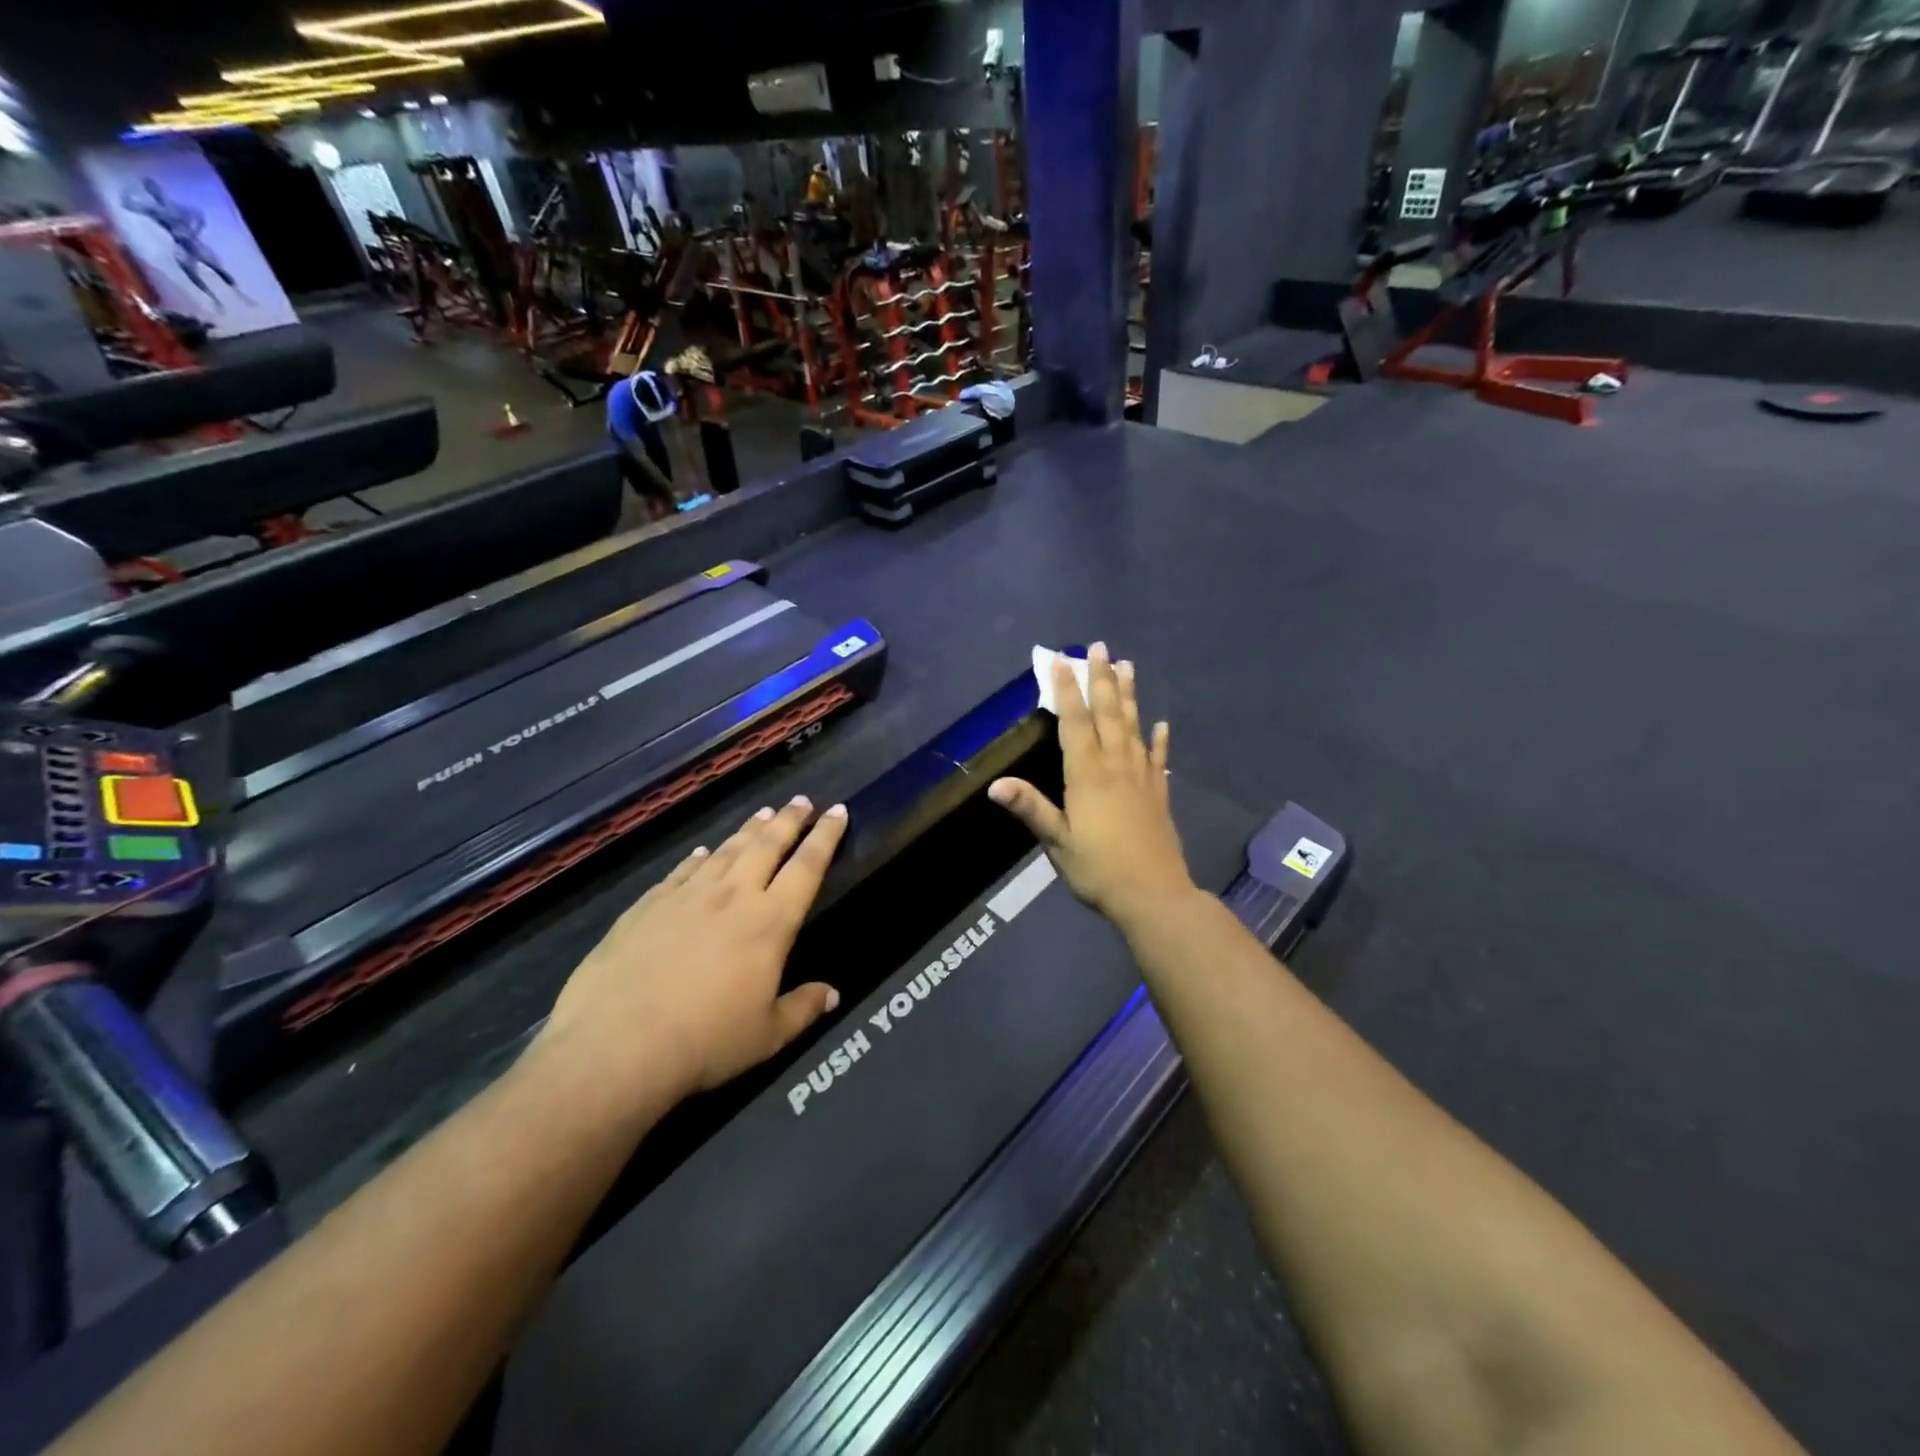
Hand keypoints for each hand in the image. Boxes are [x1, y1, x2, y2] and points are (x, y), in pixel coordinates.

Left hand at [541, 797, 845, 1104]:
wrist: (616, 1045)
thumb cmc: (705, 1043)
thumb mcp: (767, 1036)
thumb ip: (802, 1009)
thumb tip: (833, 994)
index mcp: (770, 922)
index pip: (807, 867)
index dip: (825, 837)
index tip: (837, 811)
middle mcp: (733, 896)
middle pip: (767, 845)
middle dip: (789, 820)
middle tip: (802, 800)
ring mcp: (687, 895)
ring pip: (726, 850)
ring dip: (748, 830)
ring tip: (763, 813)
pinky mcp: (648, 905)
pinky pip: (682, 870)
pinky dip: (698, 857)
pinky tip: (702, 852)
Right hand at [989, 644, 1197, 929]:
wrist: (1153, 895)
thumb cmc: (1098, 869)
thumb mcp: (1057, 842)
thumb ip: (1031, 809)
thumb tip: (995, 785)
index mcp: (1087, 775)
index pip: (1074, 723)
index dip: (1066, 690)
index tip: (1061, 660)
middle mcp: (1116, 767)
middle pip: (1108, 715)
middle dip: (1102, 679)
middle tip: (1100, 647)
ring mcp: (1141, 779)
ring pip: (1134, 728)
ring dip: (1130, 696)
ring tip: (1128, 666)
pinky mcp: (1158, 795)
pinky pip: (1158, 760)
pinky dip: (1159, 740)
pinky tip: (1162, 724)